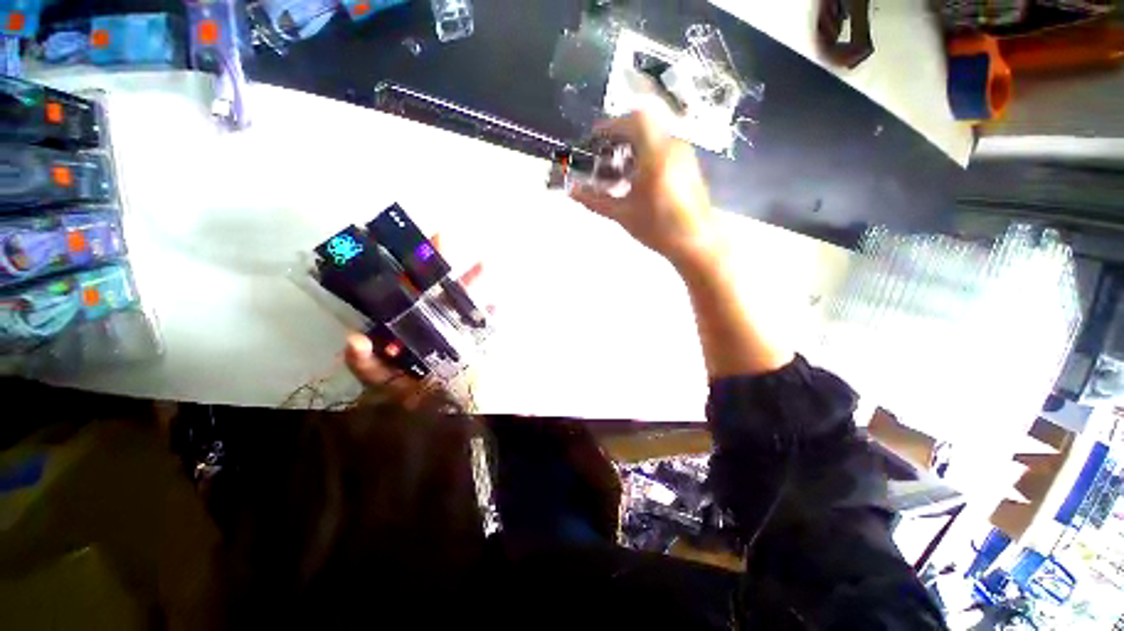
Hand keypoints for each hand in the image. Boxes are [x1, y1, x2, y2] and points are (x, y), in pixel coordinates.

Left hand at [344, 237, 489, 408]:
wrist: (439, 416)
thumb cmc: (407, 398)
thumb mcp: (381, 383)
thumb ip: (365, 366)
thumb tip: (356, 338)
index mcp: (405, 327)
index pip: (404, 293)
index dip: (404, 270)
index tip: (404, 247)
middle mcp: (429, 322)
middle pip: (434, 289)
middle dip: (440, 264)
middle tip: (443, 236)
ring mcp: (454, 330)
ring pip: (461, 301)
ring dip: (470, 284)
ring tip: (483, 264)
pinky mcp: (473, 341)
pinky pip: (482, 324)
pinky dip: (489, 314)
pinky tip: (496, 304)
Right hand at [570, 110, 720, 269]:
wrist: (696, 243)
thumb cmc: (658, 229)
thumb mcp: (623, 215)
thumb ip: (595, 200)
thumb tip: (571, 191)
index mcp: (656, 155)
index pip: (634, 121)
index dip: (611, 125)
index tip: (594, 139)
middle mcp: (672, 147)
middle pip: (643, 127)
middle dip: (618, 137)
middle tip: (602, 156)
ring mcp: (683, 155)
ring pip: (653, 138)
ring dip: (631, 148)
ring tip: (616, 172)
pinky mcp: (688, 165)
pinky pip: (662, 149)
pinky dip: (644, 156)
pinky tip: (635, 180)